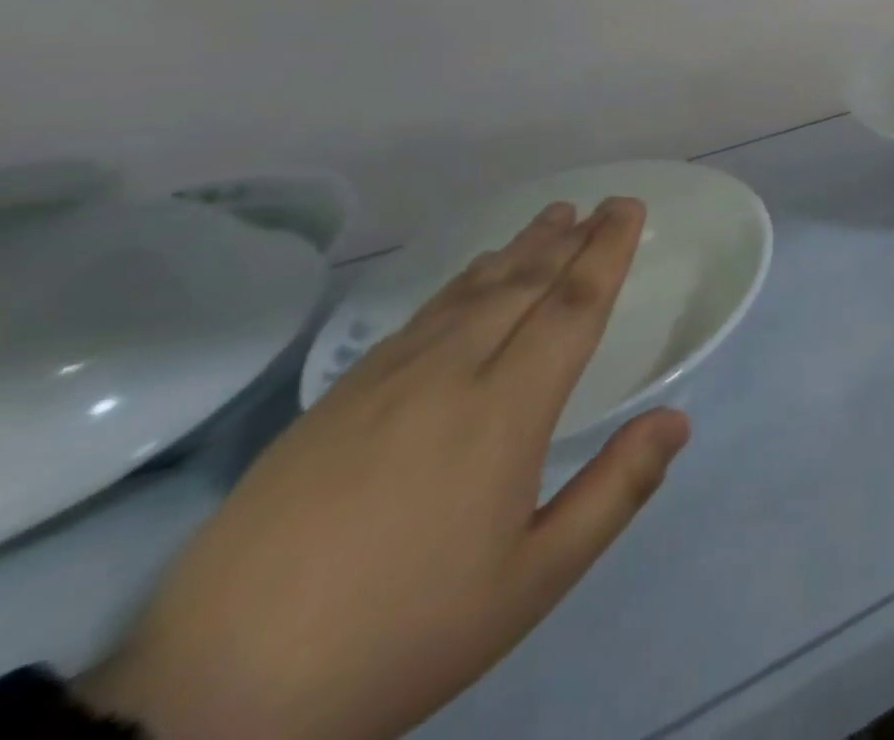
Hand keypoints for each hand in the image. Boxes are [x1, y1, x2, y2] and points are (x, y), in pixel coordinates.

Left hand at [78, 198, 689, 739]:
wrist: (214, 695)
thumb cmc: (403, 631)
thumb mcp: (533, 580)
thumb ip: (615, 491)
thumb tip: (678, 419)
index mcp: (505, 411)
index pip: (572, 306)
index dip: (607, 250)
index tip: (630, 208)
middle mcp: (451, 373)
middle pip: (525, 283)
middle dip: (573, 238)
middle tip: (605, 203)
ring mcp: (387, 379)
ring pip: (472, 290)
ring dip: (522, 247)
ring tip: (554, 216)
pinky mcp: (339, 397)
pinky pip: (422, 314)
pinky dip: (464, 279)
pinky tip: (474, 273)